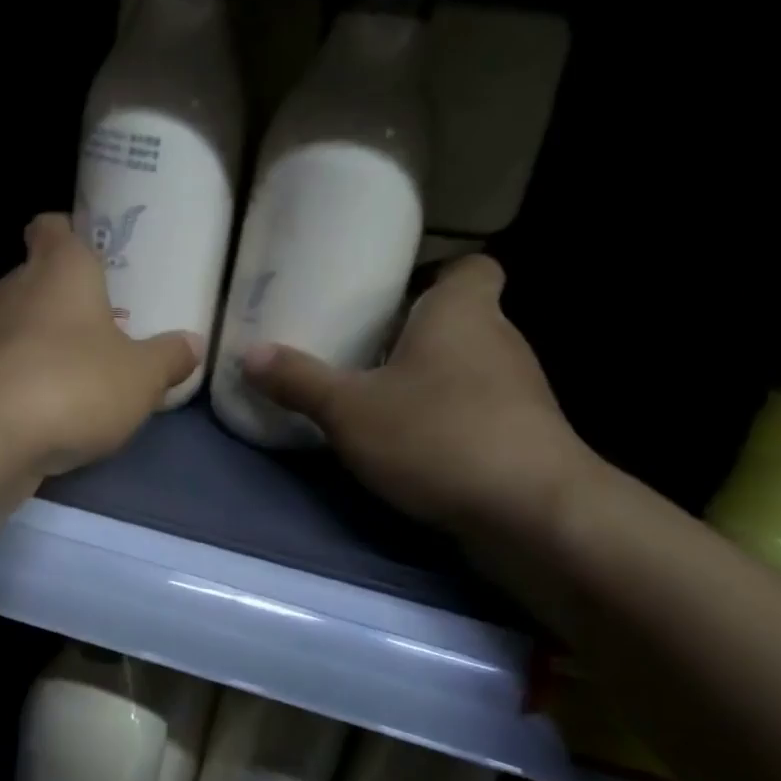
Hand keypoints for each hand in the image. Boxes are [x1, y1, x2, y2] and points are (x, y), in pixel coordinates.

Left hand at [0, 214, 201, 479]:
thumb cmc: (75, 384)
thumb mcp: (142, 376)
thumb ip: (169, 357)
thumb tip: (192, 344)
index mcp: (59, 268)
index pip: (52, 225)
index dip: (70, 232)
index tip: (93, 253)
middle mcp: (15, 287)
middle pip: (38, 275)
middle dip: (66, 294)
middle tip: (104, 320)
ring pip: (20, 321)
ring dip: (46, 337)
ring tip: (82, 366)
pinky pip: (5, 362)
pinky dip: (26, 373)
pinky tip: (52, 404)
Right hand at [241, 255, 589, 538]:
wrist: (532, 513)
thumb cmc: (437, 435)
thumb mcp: (349, 410)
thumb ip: (299, 381)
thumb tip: (248, 353)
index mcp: (462, 312)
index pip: (470, 266)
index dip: (435, 275)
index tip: (393, 296)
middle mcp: (500, 341)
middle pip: (460, 321)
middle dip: (416, 335)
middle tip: (363, 351)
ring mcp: (519, 393)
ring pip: (469, 370)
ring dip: (431, 382)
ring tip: (379, 403)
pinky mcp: (524, 438)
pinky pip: (478, 413)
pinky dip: (449, 422)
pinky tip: (412, 449)